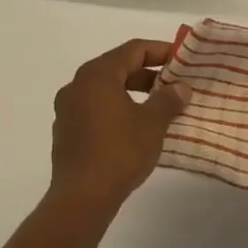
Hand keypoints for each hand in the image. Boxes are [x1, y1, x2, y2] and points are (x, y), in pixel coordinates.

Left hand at [50, 39, 186, 212]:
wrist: (81, 198)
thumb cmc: (119, 152)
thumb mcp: (152, 123)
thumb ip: (168, 100)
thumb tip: (181, 88)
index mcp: (97, 75)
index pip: (133, 49)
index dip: (160, 50)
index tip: (181, 59)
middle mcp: (77, 85)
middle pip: (117, 67)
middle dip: (147, 73)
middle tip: (173, 83)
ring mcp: (67, 109)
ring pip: (105, 89)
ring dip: (132, 92)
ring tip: (158, 106)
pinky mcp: (66, 131)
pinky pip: (95, 108)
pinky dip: (116, 109)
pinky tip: (134, 127)